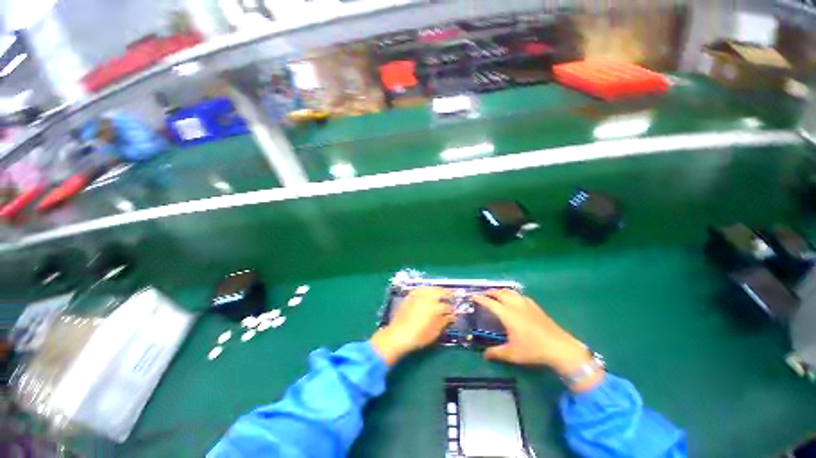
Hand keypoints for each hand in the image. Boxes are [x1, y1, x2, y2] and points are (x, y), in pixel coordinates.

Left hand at [371, 286, 453, 366]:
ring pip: (430, 288)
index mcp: (435, 308)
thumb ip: (444, 322)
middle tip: (452, 296)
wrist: (398, 335)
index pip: (448, 306)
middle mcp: (427, 298)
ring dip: (438, 289)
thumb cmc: (418, 337)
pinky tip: (428, 291)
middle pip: (440, 292)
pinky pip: (420, 288)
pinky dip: (426, 289)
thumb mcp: (434, 333)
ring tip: (441, 292)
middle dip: (448, 293)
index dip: (452, 310)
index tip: (454, 312)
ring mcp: (418, 295)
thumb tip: (451, 317)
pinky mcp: (410, 296)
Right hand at [472, 290, 595, 378]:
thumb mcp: (512, 353)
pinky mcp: (535, 306)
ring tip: (496, 295)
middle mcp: (515, 305)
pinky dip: (512, 294)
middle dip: (490, 292)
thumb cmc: (533, 349)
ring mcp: (526, 304)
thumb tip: (484, 355)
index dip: (480, 299)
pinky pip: (520, 295)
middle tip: (483, 295)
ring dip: (501, 291)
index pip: (490, 303)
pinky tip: (514, 299)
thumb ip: (496, 353)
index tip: (473, 297)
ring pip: (510, 292)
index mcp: (507, 314)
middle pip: (499, 293)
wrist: (559, 347)